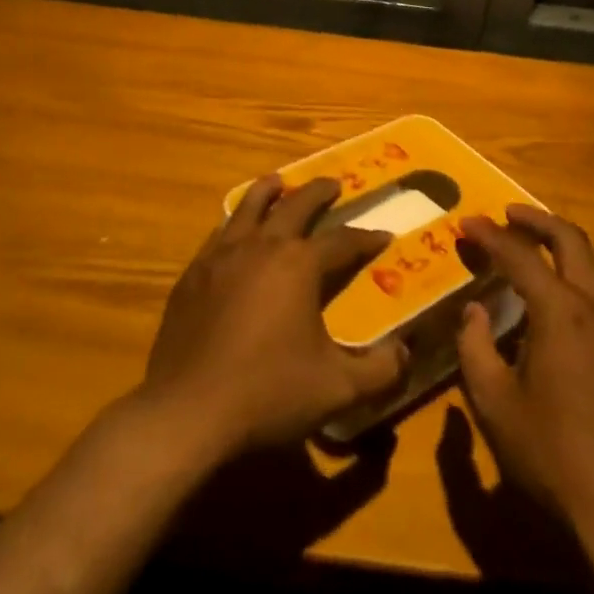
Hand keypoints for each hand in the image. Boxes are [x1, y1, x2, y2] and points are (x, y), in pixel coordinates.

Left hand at [141, 174, 408, 456]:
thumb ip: (380, 370)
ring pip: (248, 207)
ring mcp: (221, 257)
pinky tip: (234, 231)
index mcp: (299, 265)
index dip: (366, 238)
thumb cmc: (268, 393)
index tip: (384, 235)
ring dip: (269, 192)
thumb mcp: (337, 389)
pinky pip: (218, 235)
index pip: (342, 241)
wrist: (187, 411)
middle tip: (333, 184)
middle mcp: (261, 247)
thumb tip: (406, 352)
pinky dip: (234, 223)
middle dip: (318, 192)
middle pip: (294, 206)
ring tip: (278, 181)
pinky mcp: (192, 275)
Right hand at [456, 207, 593, 536]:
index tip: (467, 222)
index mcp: (561, 311)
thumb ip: (475, 348)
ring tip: (539, 244)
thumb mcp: (494, 402)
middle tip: (508, 215)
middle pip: (571, 239)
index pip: (520, 256)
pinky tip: (570, 296)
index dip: (490, 236)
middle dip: (537, 220)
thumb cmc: (552, 452)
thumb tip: (474, 312)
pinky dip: (586, 272)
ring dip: (567, 242)